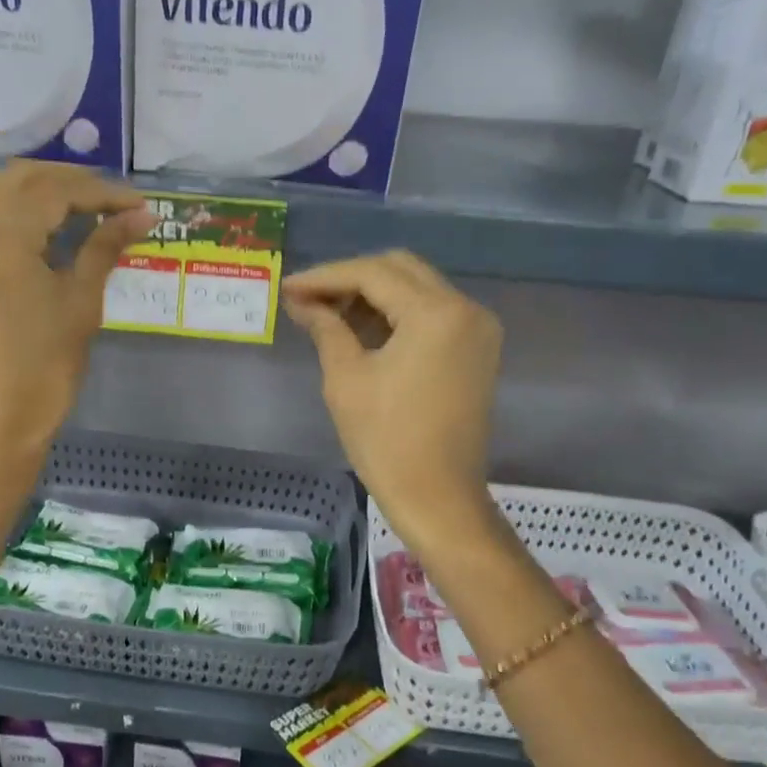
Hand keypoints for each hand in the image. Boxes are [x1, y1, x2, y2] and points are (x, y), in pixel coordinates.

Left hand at [0, 161, 152, 463]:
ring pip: (1, 194)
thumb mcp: (82, 300)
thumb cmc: (47, 363)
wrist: (0, 416)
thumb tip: (141, 215)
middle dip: (71, 182)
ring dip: (46, 192)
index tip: (139, 205)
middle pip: (21, 179)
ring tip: (91, 209)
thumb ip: (106, 246)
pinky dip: (23, 213)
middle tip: (114, 200)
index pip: (54, 191)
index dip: (101, 192)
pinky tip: (56, 228)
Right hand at [284, 251, 501, 543]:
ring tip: (330, 316)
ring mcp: (478, 329)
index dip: (326, 276)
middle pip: (400, 270)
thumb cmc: (386, 441)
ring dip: (374, 295)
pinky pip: (433, 314)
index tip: (289, 288)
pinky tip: (363, 330)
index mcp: (436, 314)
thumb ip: (326, 328)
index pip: (373, 274)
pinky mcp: (477, 350)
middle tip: (309, 300)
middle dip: (351, 279)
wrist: (438, 497)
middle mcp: (466, 309)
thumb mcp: (346, 379)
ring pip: (418, 289)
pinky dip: (397, 315)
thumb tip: (302, 301)